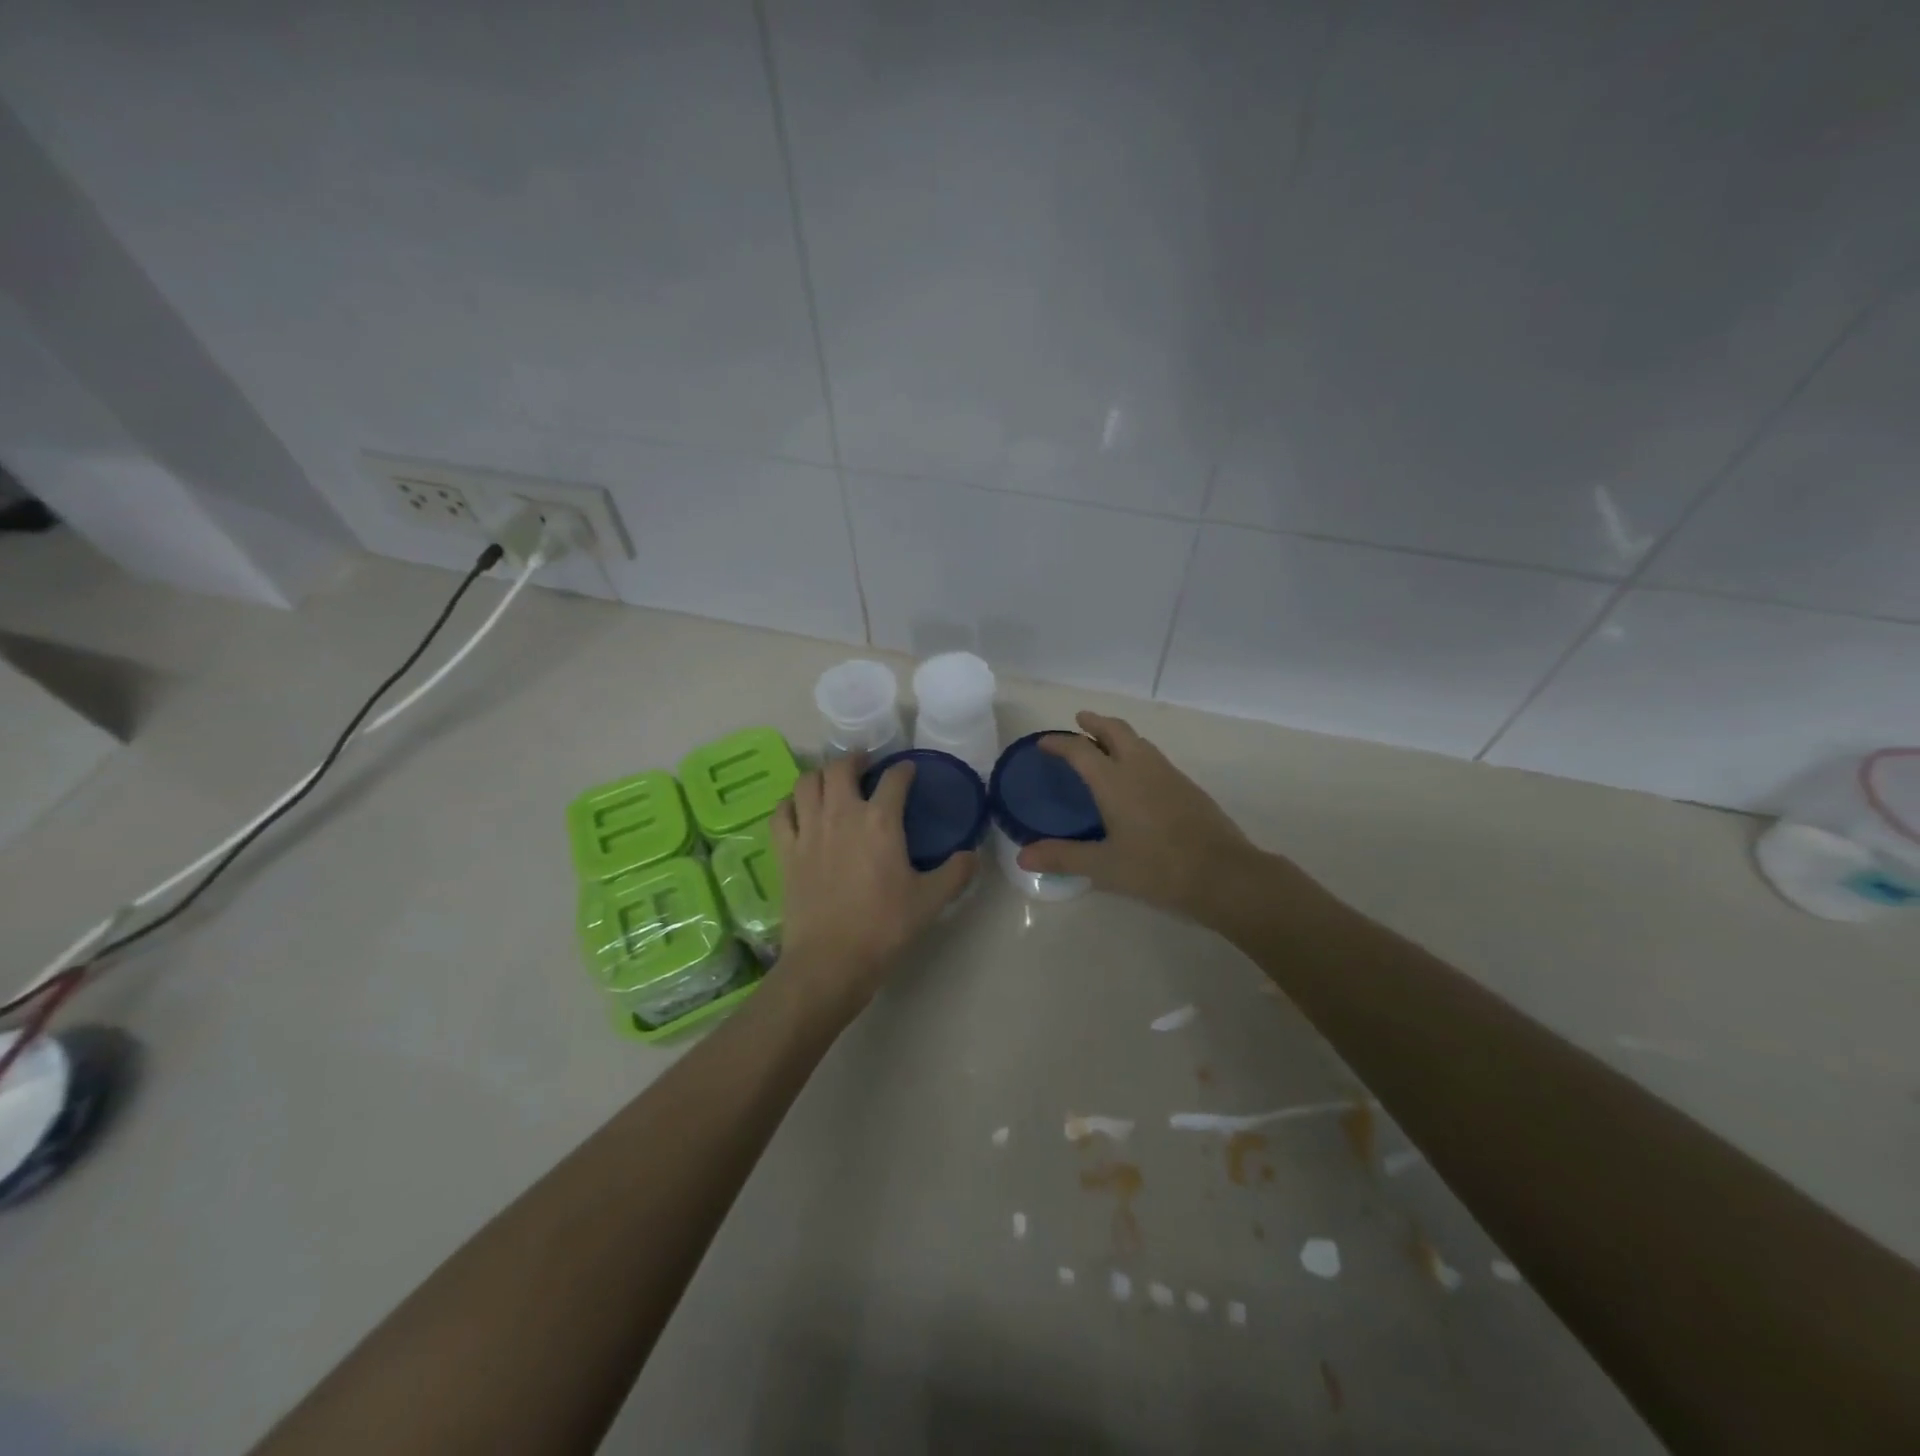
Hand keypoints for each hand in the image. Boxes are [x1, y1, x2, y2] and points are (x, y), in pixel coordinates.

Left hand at [771, 754, 974, 1005]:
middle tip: (865, 767)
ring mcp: (809, 830)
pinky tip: (798, 810)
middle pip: (841, 768)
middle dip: (855, 760)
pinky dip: (790, 804)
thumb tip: (972, 855)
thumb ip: (956, 873)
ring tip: (831, 783)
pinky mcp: (786, 850)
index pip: (894, 779)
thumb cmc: (884, 926)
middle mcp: (842, 814)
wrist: (830, 960)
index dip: (904, 770)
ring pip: (807, 782)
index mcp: (881, 821)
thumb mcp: (931, 901)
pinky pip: (781, 813)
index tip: (909, 772)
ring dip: (820, 776)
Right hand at [1016, 711, 1262, 923]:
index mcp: (1114, 781)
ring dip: (1118, 734)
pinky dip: (1136, 752)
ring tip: (1104, 744)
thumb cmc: (1158, 868)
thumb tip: (1022, 857)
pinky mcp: (1187, 786)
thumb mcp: (1105, 866)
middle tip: (1080, 721)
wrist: (1223, 874)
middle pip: (1115, 730)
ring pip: (1138, 740)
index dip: (1059, 743)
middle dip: (1095, 722)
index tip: (1044, 742)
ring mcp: (1168, 773)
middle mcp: (1140, 767)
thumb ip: (1063, 857)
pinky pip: (1153, 756)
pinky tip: (1136, 776)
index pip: (1080, 750)